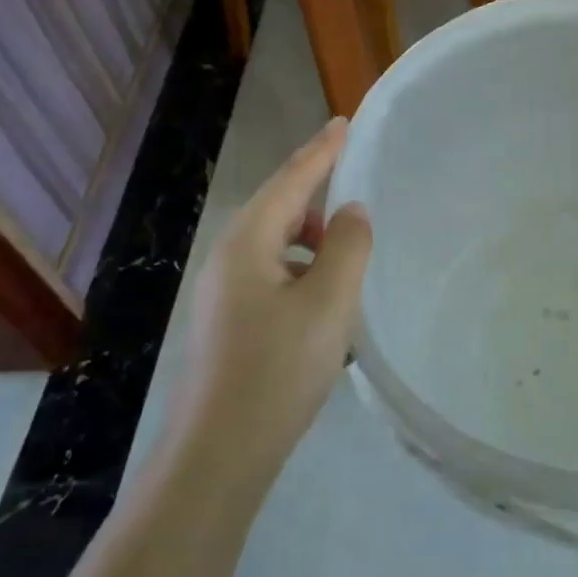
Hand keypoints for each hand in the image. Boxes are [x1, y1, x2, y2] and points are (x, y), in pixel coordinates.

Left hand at [172, 119, 371, 477]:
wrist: (220, 454)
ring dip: (313, 237)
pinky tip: (326, 298)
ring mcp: (224, 293)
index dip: (321, 150)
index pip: (291, 180)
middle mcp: (229, 258)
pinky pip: (273, 274)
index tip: (344, 122)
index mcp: (248, 243)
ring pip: (276, 244)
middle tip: (357, 184)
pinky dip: (303, 269)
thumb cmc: (278, 370)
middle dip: (317, 191)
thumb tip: (351, 212)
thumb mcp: (328, 302)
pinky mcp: (229, 322)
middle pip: (279, 207)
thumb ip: (347, 246)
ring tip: (350, 251)